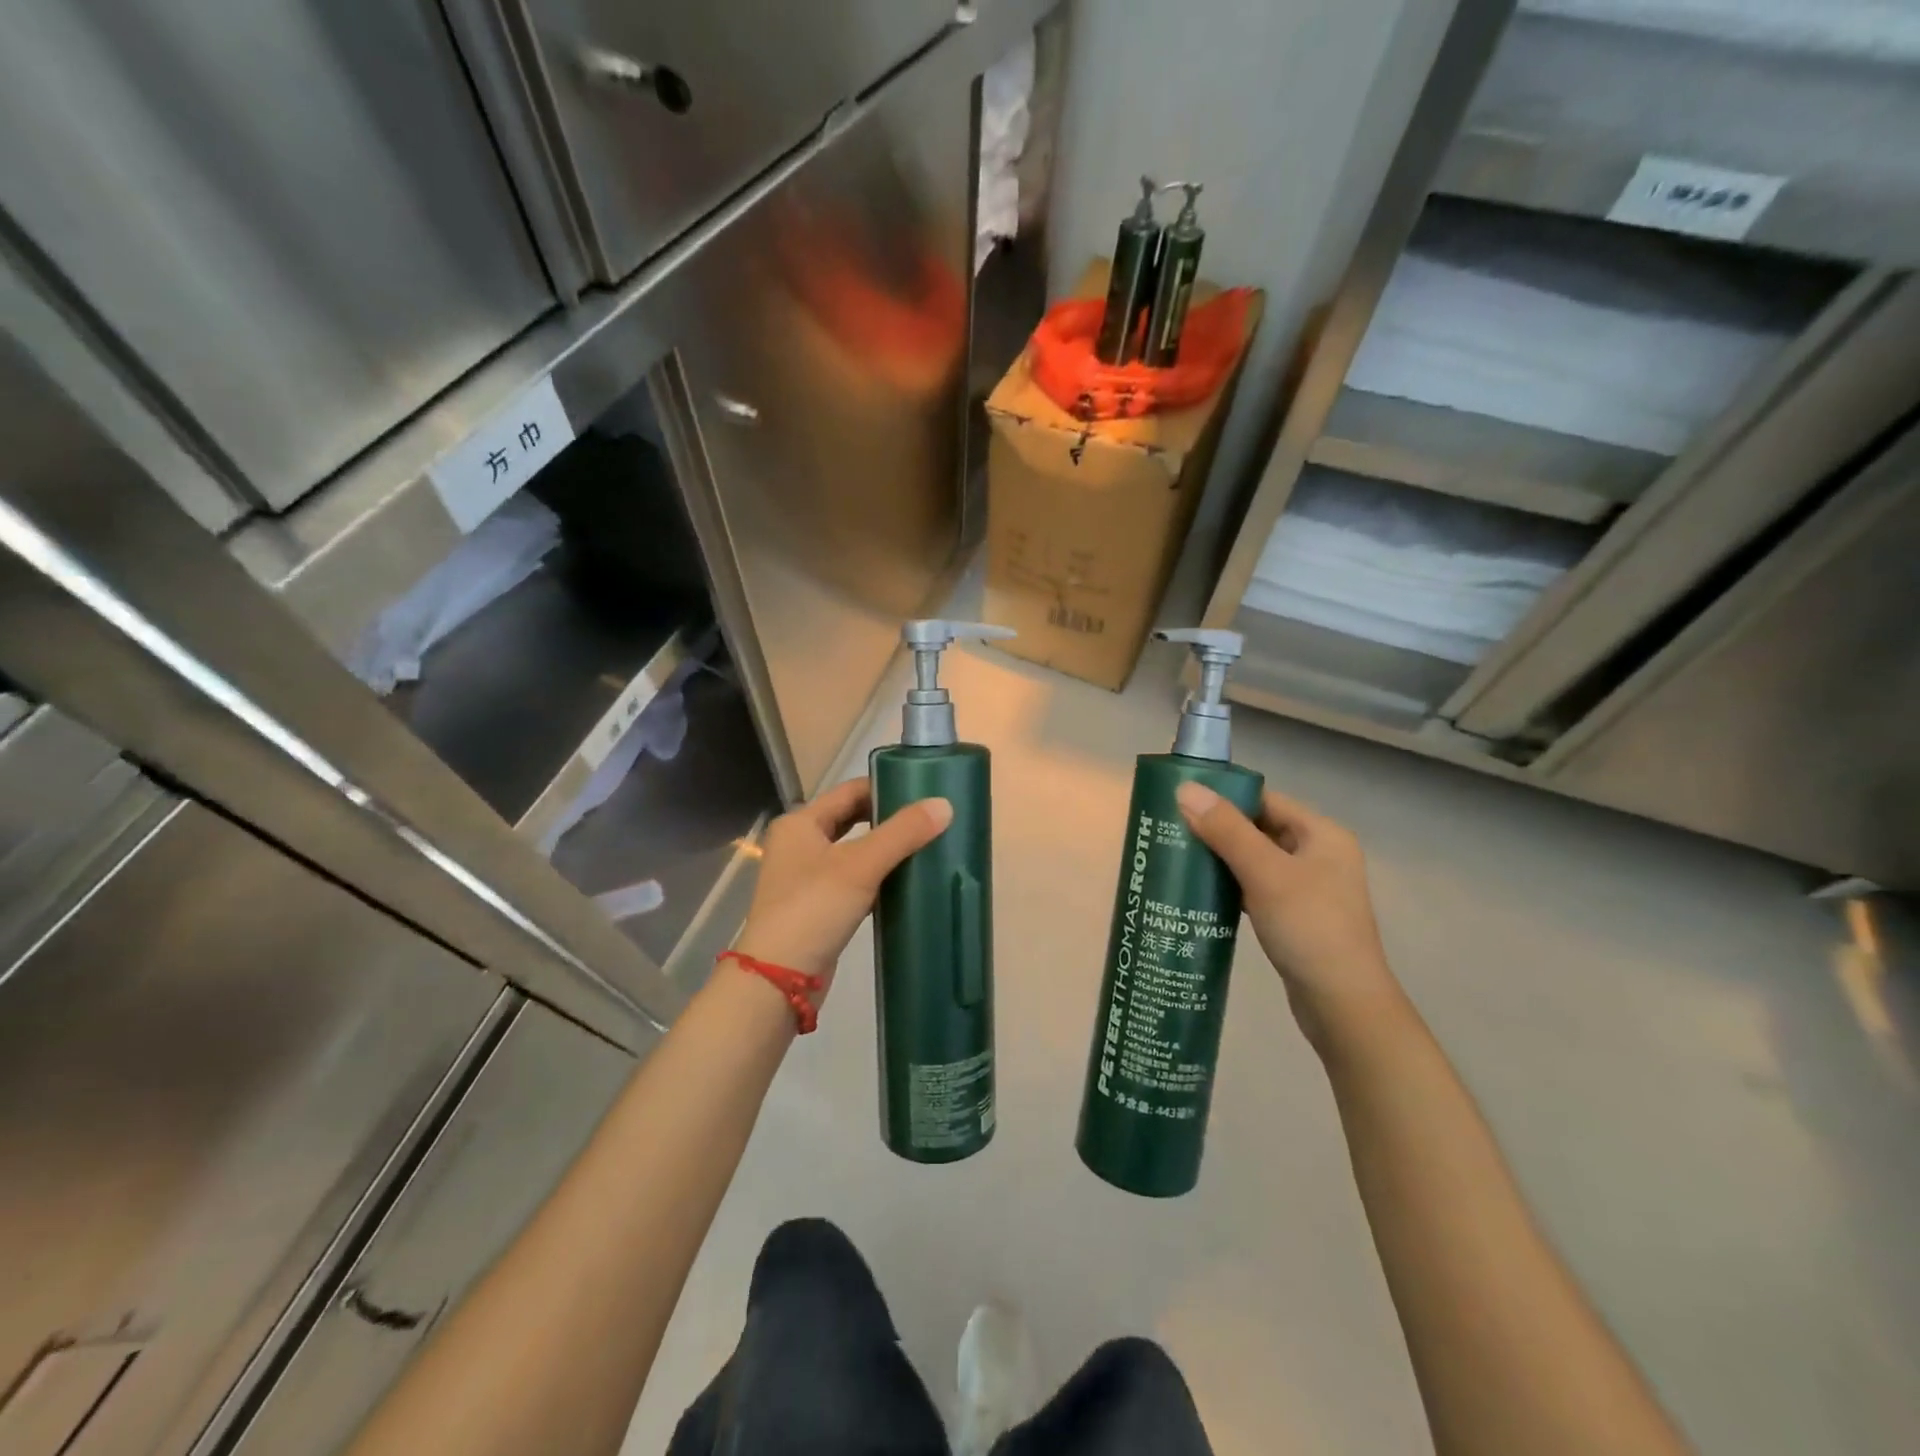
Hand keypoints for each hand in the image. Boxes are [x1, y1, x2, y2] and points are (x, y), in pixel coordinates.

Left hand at [734, 777, 952, 986]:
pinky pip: (855, 881)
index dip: (886, 787)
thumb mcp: (860, 866)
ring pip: (855, 852)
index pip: (850, 791)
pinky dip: (879, 877)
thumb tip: (945, 805)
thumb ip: (902, 833)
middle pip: (852, 819)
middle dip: (889, 818)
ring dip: (886, 849)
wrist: (778, 980)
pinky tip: (907, 882)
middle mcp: (800, 844)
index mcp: (801, 823)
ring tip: (927, 845)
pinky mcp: (819, 907)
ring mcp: (807, 878)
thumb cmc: (813, 909)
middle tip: (930, 818)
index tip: (924, 790)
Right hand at [1174, 782, 1403, 1049]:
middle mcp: (1319, 855)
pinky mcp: (1295, 916)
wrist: (1342, 1005)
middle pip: (1259, 828)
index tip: (1181, 801)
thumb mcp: (1265, 874)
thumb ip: (1226, 830)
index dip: (1225, 797)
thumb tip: (1185, 789)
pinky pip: (1256, 888)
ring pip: (1255, 860)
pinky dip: (1230, 886)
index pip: (1265, 800)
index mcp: (1322, 835)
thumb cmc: (1309, 928)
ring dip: (1221, 859)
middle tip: (1170, 830)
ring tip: (1177, 858)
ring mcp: (1308, 888)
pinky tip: (1201, 892)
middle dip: (1217, 829)